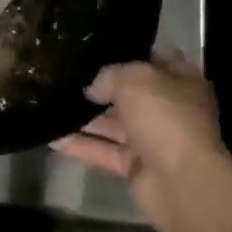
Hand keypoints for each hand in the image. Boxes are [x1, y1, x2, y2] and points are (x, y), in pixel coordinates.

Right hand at [50, 53, 231, 231]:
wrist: (182, 183)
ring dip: (84, 117)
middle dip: (99, 88)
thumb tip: (93, 89)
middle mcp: (169, 110)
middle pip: (129, 94)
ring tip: (50, 103)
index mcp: (181, 83)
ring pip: (113, 124)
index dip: (127, 53)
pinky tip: (51, 135)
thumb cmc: (165, 117)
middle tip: (64, 76)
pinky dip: (79, 145)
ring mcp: (153, 140)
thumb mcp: (133, 79)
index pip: (154, 60)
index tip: (96, 48)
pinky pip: (103, 151)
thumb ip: (109, 75)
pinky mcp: (135, 167)